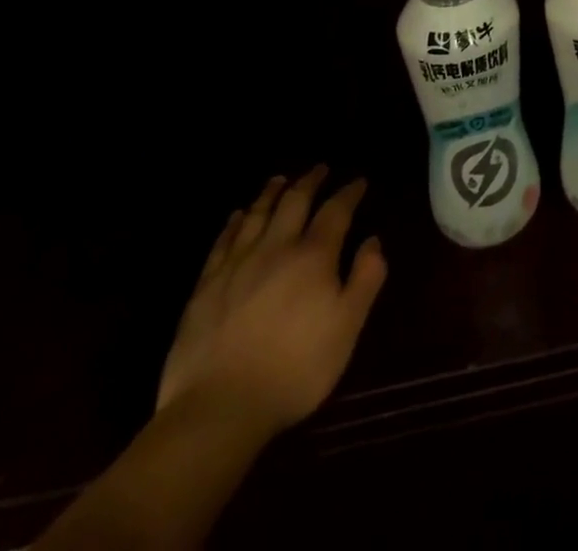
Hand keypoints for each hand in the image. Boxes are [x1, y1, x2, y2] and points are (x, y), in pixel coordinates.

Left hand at [156, 167, 387, 439]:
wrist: (218, 409)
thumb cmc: (295, 369)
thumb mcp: (347, 327)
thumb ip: (366, 279)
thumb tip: (372, 241)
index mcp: (314, 256)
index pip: (336, 211)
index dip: (349, 193)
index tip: (359, 181)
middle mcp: (276, 248)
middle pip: (294, 201)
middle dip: (310, 181)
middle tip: (319, 168)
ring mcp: (236, 265)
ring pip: (257, 215)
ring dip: (272, 193)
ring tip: (280, 179)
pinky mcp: (205, 287)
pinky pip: (222, 242)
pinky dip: (234, 223)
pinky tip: (238, 216)